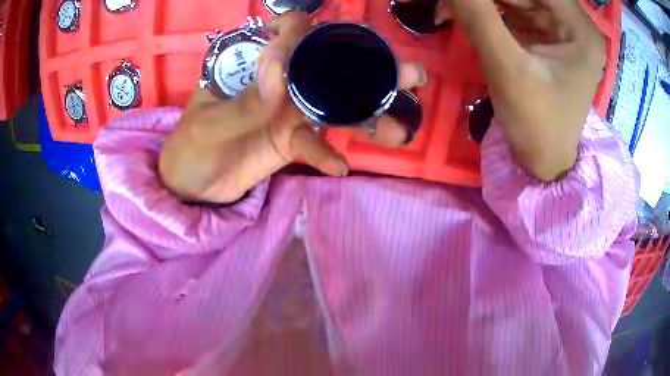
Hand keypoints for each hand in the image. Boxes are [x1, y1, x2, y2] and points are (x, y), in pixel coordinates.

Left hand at [159, 12, 426, 202]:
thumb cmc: (192, 147)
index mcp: (256, 67)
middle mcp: (281, 84)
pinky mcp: (292, 144)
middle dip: (367, 70)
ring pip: (334, 108)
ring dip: (367, 116)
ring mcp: (290, 114)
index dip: (313, 30)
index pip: (290, 36)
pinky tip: (340, 168)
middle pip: (327, 70)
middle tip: (408, 75)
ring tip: (399, 127)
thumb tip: (281, 65)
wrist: (192, 186)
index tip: (339, 37)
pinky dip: (327, 156)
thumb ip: (246, 99)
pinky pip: (316, 146)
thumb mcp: (211, 121)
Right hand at [403, 0, 604, 180]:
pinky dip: (486, 8)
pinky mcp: (544, 34)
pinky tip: (464, 14)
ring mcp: (559, 27)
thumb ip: (479, 17)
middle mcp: (574, 22)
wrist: (543, 161)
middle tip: (450, 5)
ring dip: (482, 0)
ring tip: (449, 9)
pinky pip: (512, 7)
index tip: (462, 0)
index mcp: (580, 30)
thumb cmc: (536, 125)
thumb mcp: (508, 69)